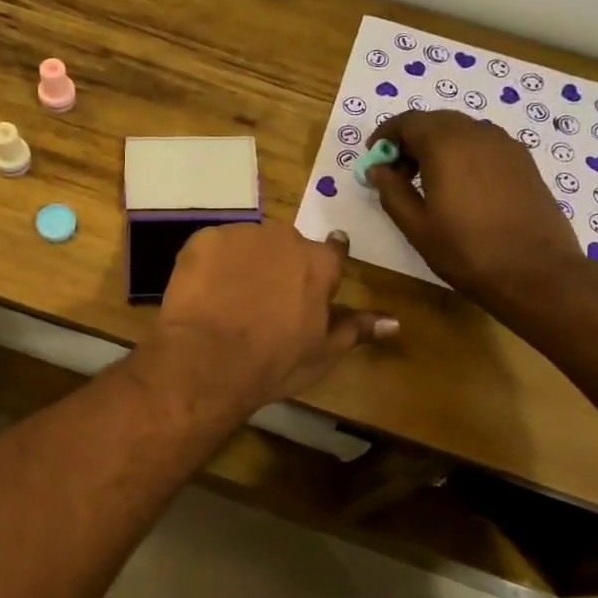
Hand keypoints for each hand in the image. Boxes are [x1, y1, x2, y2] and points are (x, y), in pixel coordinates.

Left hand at [144, 221, 397, 410]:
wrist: (207, 361)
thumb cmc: (273, 362)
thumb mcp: (322, 353)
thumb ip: (357, 329)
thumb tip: (395, 321)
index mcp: (319, 262)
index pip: (332, 253)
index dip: (320, 275)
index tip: (307, 292)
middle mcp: (284, 237)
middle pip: (287, 248)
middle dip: (279, 269)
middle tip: (264, 305)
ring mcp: (241, 235)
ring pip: (248, 245)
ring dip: (245, 264)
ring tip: (230, 302)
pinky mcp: (203, 240)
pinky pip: (213, 248)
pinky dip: (211, 266)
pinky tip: (205, 294)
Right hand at [368, 109, 586, 314]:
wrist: (536, 272)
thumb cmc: (466, 250)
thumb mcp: (416, 226)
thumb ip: (391, 191)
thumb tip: (377, 169)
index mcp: (446, 144)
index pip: (407, 122)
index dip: (385, 136)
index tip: (374, 159)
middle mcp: (477, 133)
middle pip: (435, 121)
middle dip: (411, 140)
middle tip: (397, 173)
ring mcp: (505, 145)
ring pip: (461, 131)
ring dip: (438, 146)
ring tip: (428, 182)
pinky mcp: (523, 161)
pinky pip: (483, 145)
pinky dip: (463, 154)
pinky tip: (460, 187)